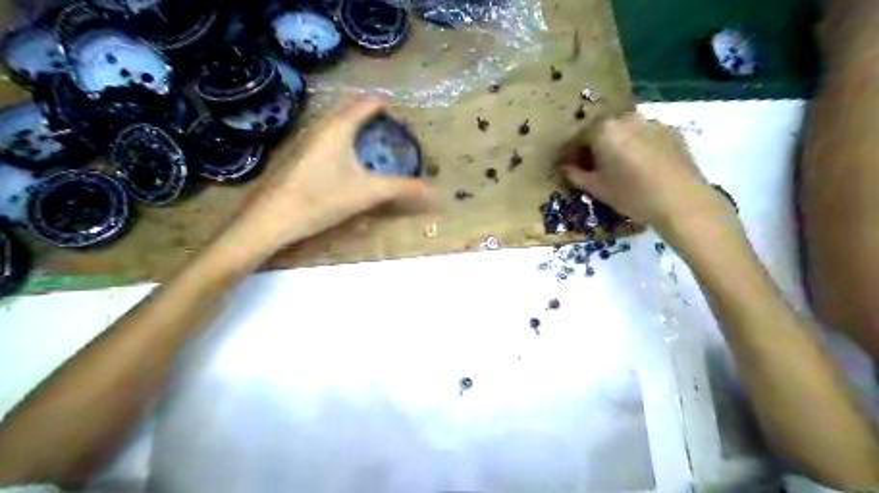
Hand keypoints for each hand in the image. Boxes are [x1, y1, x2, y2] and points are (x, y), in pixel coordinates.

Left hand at [229, 96, 434, 249]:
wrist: (271, 219)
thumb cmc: (320, 199)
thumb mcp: (367, 194)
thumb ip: (402, 190)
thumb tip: (435, 194)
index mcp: (338, 128)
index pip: (366, 104)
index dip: (384, 103)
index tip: (399, 109)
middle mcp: (320, 127)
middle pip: (348, 108)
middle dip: (369, 110)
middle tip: (388, 122)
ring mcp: (306, 141)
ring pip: (335, 122)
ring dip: (354, 123)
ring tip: (371, 136)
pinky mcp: (298, 156)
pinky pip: (327, 136)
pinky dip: (343, 137)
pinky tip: (346, 158)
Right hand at [555, 111, 727, 227]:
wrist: (680, 200)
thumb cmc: (631, 194)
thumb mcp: (596, 188)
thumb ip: (575, 175)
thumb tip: (564, 168)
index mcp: (603, 130)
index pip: (578, 138)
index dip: (568, 153)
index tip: (564, 166)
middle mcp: (626, 119)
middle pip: (601, 130)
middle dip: (592, 146)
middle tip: (589, 165)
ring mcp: (651, 122)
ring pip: (624, 131)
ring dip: (615, 144)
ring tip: (615, 164)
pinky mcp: (671, 131)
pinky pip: (645, 135)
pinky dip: (636, 146)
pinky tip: (639, 165)